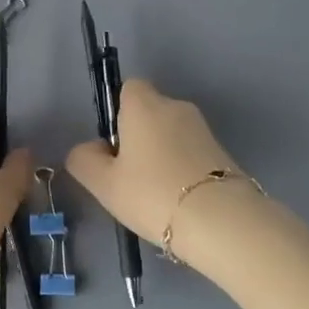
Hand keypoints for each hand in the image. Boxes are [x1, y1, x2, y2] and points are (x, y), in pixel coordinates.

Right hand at [64, 80, 257, 267]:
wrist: (220, 220)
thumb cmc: (152, 193)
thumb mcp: (103, 183)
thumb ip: (84, 159)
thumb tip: (91, 149)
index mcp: (144, 105)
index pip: (128, 87)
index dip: (117, 112)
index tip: (114, 145)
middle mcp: (176, 106)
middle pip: (150, 112)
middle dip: (139, 136)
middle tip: (129, 175)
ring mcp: (203, 129)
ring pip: (172, 133)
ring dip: (161, 153)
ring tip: (155, 193)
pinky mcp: (223, 151)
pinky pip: (191, 151)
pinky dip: (182, 167)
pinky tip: (178, 198)